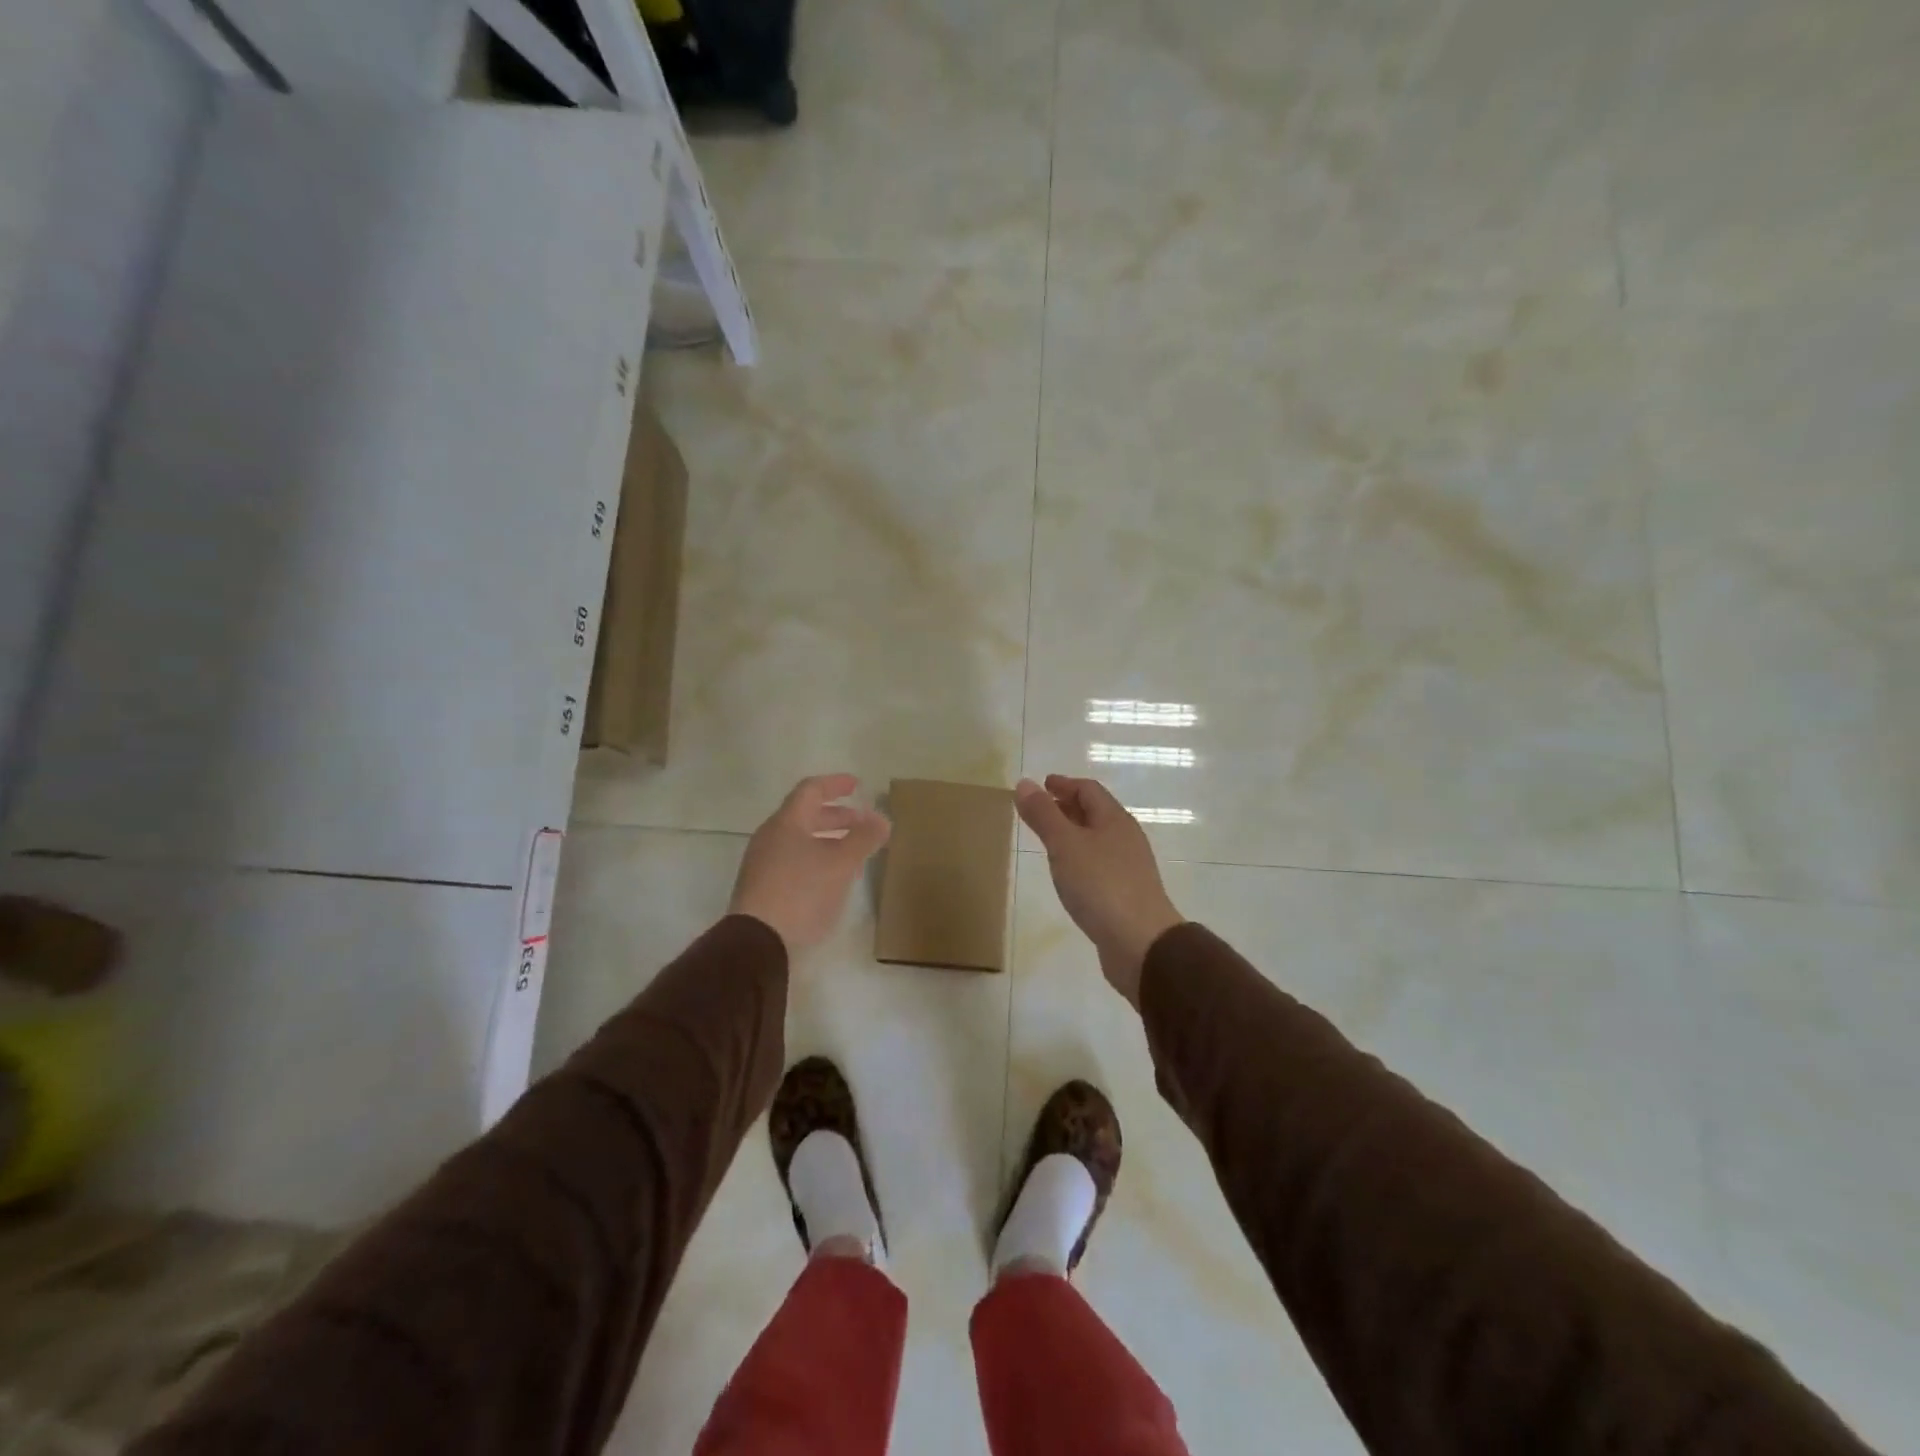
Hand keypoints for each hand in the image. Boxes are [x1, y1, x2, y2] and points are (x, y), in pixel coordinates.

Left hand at [729, 775, 890, 954]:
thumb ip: (863, 838)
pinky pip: (794, 863)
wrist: (758, 944)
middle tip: (864, 824)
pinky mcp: (763, 890)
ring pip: (801, 841)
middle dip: (838, 817)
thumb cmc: (801, 893)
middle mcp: (771, 838)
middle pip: (805, 816)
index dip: (835, 784)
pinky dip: (818, 861)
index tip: (857, 785)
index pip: (811, 790)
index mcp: (786, 823)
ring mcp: (763, 865)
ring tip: (854, 853)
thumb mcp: (841, 863)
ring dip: (830, 841)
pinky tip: (834, 879)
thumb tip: (882, 819)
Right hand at [1015, 775, 1183, 1007]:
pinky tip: (1068, 874)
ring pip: (1098, 840)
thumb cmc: (1101, 885)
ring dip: (1074, 834)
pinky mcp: (1125, 894)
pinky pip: (1099, 864)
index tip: (1043, 784)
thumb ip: (1043, 815)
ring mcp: (1128, 867)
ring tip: (1050, 840)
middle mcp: (1125, 838)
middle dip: (1068, 807)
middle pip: (1096, 813)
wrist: (1140, 942)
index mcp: (1114, 820)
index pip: (1089, 790)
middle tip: (1041, 809)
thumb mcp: (1065, 845)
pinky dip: (1080, 858)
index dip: (1064, 784)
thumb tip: (1024, 783)